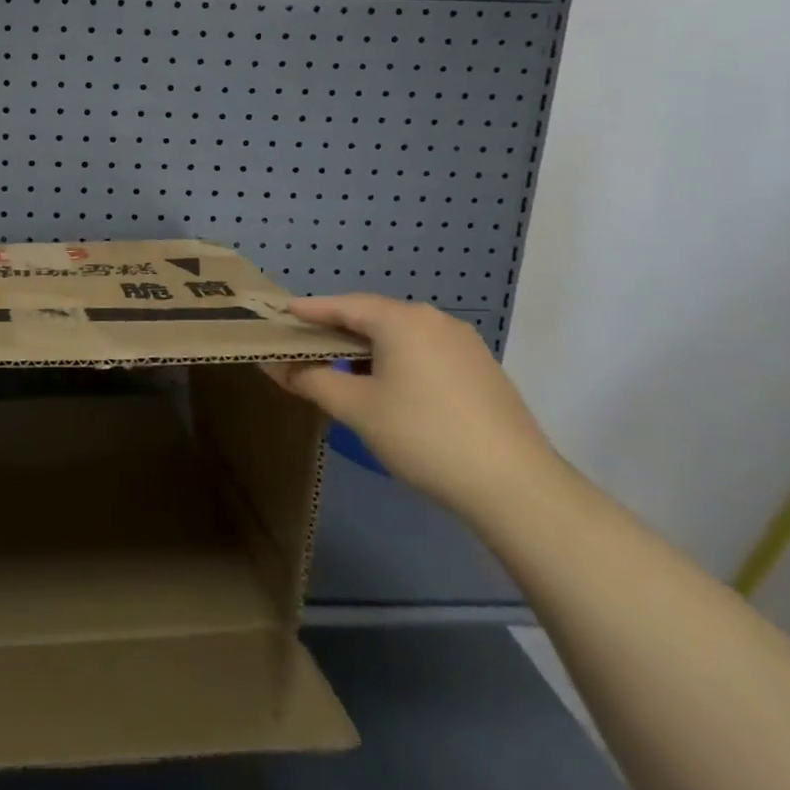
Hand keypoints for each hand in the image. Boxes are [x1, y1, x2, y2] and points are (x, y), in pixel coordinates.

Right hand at [269, 294, 560, 524]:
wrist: (515, 485)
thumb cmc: (423, 435)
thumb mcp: (357, 409)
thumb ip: (311, 380)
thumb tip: (275, 365)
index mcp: (402, 320)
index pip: (344, 305)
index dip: (310, 310)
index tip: (282, 313)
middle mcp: (434, 320)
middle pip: (374, 316)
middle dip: (338, 329)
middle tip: (306, 343)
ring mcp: (464, 344)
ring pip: (401, 335)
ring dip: (368, 347)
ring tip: (341, 368)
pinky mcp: (481, 369)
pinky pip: (425, 352)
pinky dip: (397, 360)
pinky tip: (388, 387)